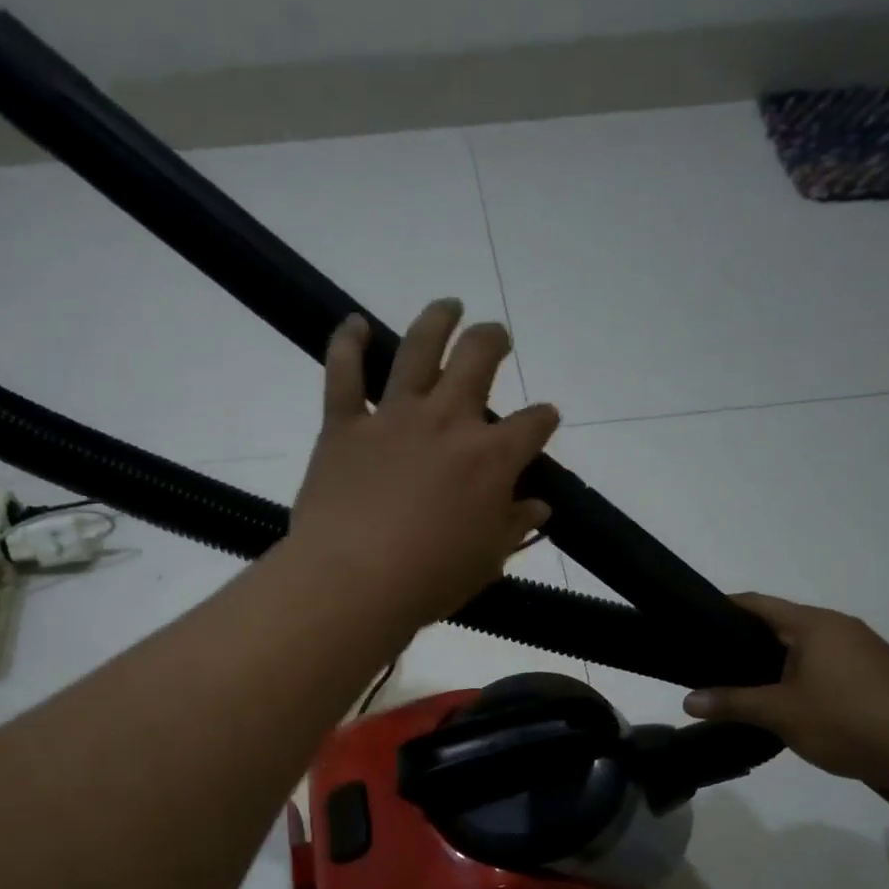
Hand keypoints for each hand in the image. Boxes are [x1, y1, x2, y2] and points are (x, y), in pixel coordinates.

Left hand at [290, 300, 559, 630]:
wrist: (353, 582)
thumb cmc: (430, 580)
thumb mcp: (487, 561)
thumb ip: (514, 525)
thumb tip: (538, 505)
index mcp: (491, 458)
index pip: (532, 424)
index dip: (543, 419)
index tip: (544, 420)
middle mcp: (447, 422)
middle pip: (478, 359)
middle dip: (493, 341)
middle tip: (496, 337)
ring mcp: (393, 417)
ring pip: (419, 348)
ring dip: (438, 320)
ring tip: (448, 306)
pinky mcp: (344, 425)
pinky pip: (344, 373)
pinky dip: (348, 344)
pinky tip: (354, 324)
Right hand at [682, 594, 888, 785]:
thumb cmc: (846, 719)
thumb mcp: (780, 712)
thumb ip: (732, 703)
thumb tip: (688, 702)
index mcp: (815, 625)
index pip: (759, 604)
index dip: (727, 607)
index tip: (698, 618)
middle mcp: (841, 627)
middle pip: (784, 624)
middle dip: (749, 640)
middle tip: (714, 661)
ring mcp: (865, 650)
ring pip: (810, 647)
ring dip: (779, 662)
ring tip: (748, 684)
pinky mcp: (880, 675)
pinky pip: (830, 665)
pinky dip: (805, 676)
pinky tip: (792, 702)